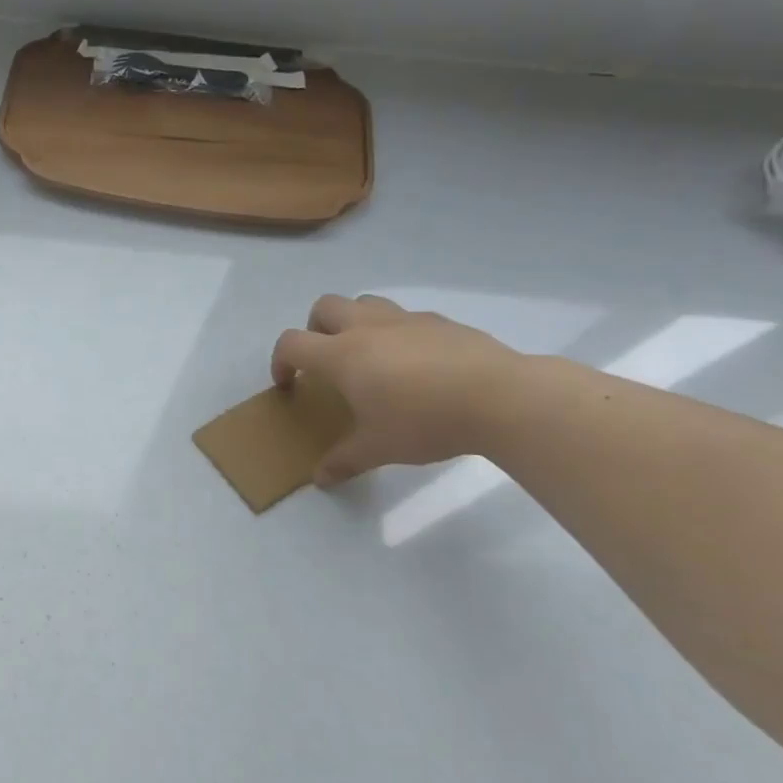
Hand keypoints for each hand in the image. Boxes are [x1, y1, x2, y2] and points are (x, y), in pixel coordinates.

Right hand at [271, 294, 523, 484]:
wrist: (502, 398)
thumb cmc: (425, 421)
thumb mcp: (379, 448)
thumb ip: (345, 460)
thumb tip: (321, 479)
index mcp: (342, 355)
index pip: (292, 343)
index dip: (280, 362)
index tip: (289, 385)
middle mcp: (368, 328)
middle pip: (325, 307)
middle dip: (315, 328)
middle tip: (326, 361)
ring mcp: (407, 320)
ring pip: (366, 303)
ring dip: (355, 322)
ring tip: (369, 357)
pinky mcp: (442, 322)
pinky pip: (406, 317)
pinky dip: (397, 333)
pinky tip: (416, 366)